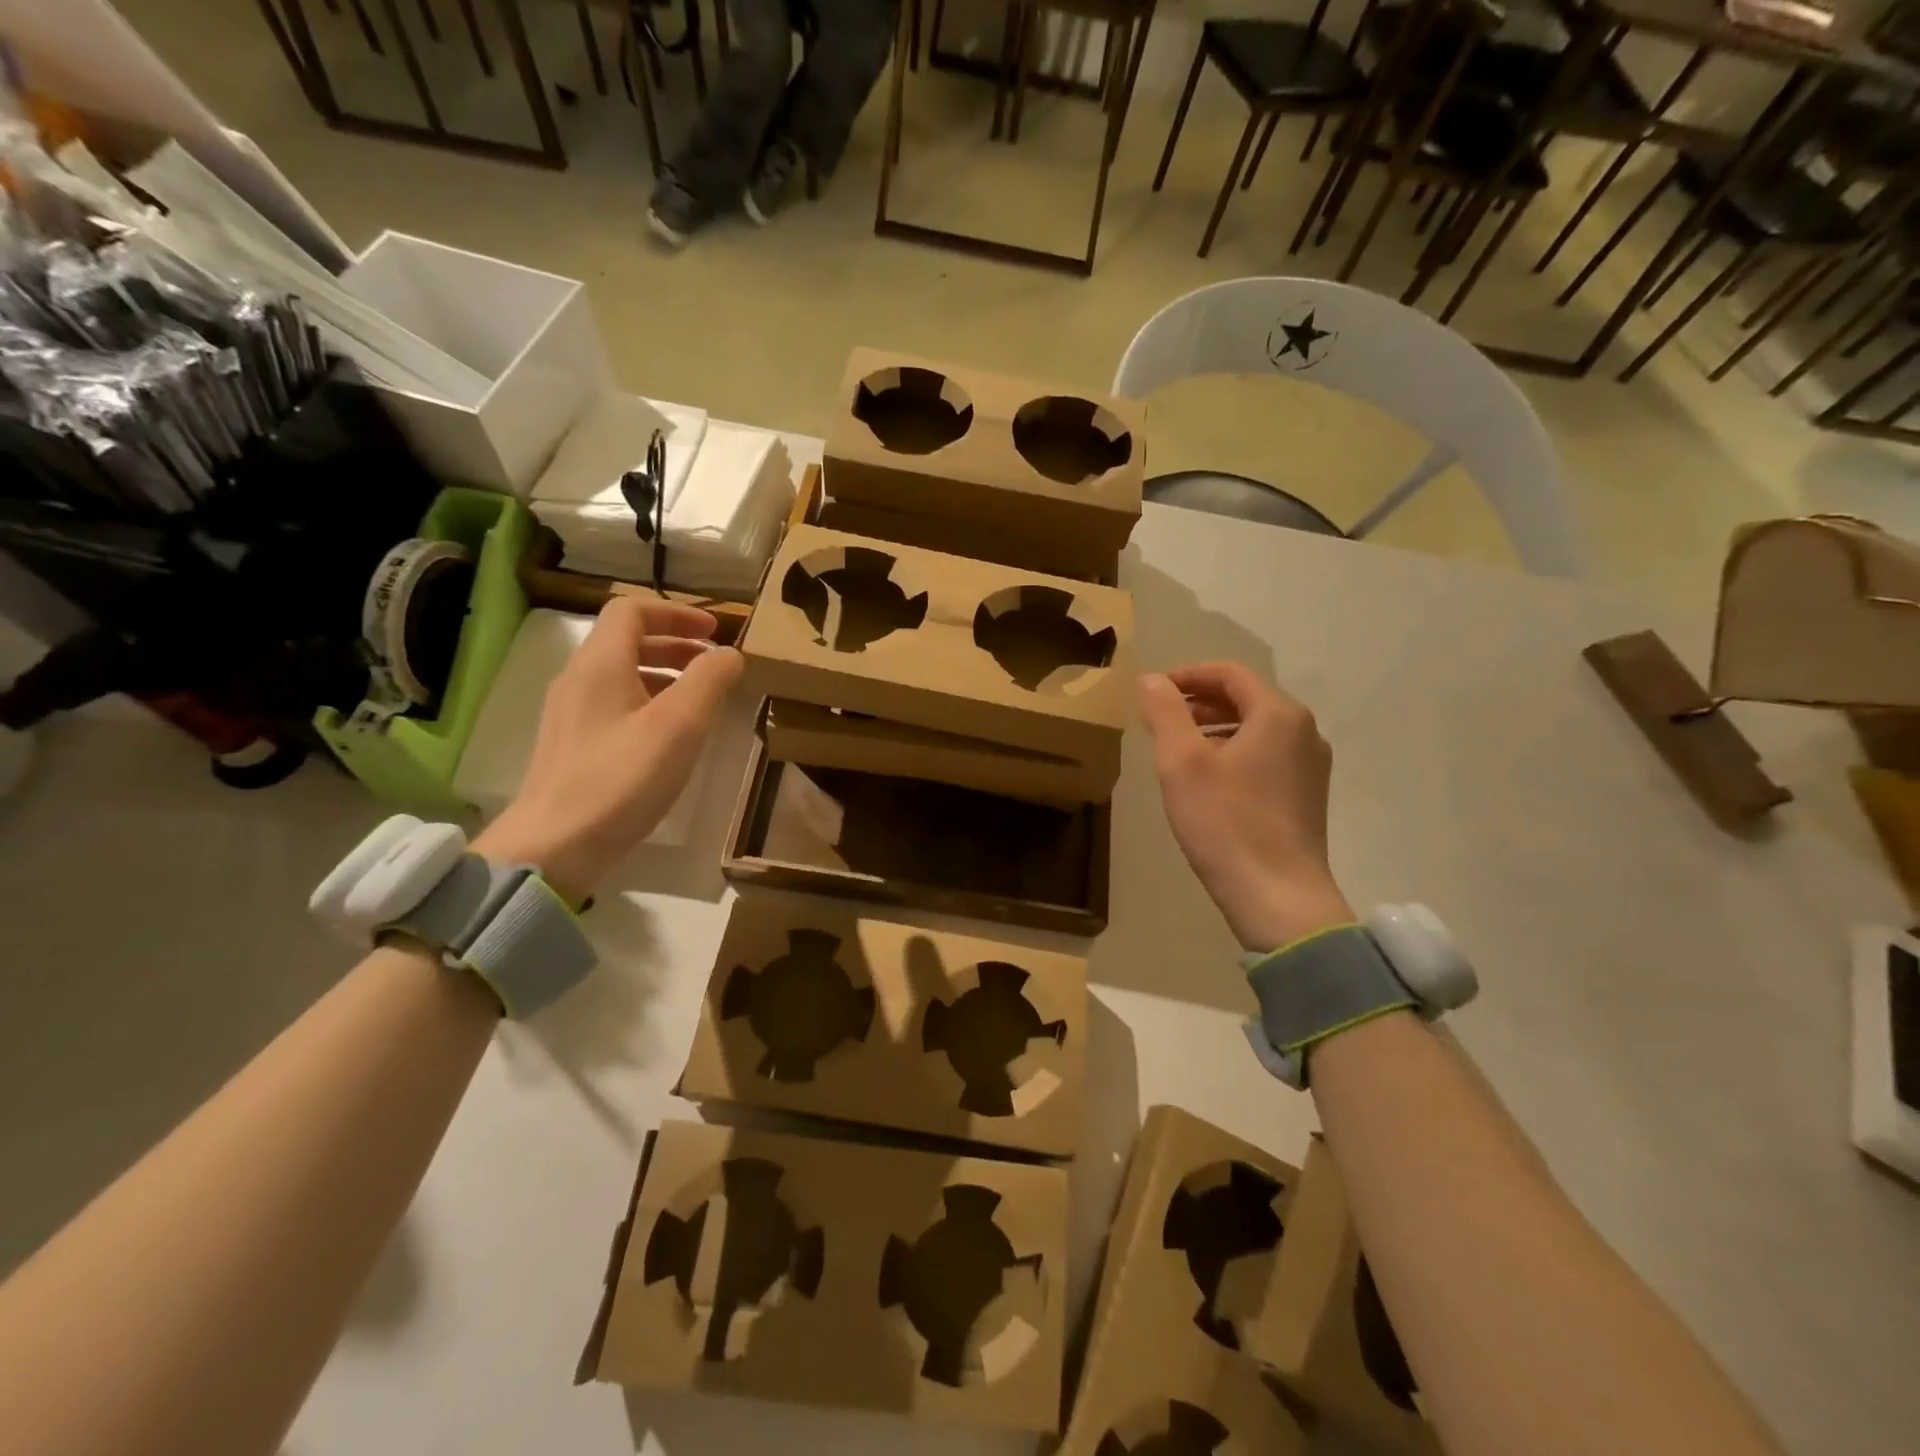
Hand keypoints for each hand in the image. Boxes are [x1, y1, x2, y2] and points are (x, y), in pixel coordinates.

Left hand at [474, 597, 742, 900]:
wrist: (556, 844)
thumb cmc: (622, 779)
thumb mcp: (679, 725)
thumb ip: (709, 681)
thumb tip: (729, 654)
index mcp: (599, 664)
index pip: (632, 610)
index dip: (676, 613)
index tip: (714, 632)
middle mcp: (578, 679)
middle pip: (627, 640)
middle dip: (676, 644)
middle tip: (715, 665)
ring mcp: (571, 713)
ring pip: (622, 674)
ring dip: (665, 675)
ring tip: (700, 700)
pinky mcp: (573, 744)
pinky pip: (615, 704)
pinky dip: (649, 702)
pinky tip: (671, 736)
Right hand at [1138, 662, 1353, 950]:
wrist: (1278, 897)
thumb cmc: (1226, 823)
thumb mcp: (1182, 763)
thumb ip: (1165, 713)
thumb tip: (1152, 679)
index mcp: (1278, 715)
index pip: (1230, 674)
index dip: (1188, 675)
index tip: (1153, 689)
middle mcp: (1304, 732)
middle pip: (1247, 699)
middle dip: (1200, 702)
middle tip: (1160, 718)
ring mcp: (1311, 766)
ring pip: (1257, 729)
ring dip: (1215, 728)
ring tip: (1177, 747)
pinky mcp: (1308, 796)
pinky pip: (1267, 755)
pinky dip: (1234, 752)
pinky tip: (1208, 779)